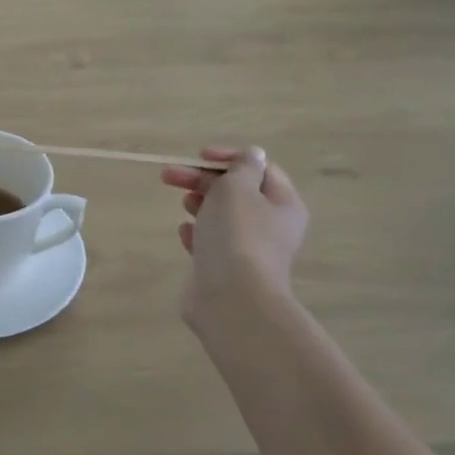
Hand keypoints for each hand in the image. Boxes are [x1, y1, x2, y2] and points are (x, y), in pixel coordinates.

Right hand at [160, 146, 309, 342]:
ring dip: (200, 205)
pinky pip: (211, 243)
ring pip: (222, 217)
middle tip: (170, 176)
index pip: (260, 169)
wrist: (231, 298)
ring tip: (184, 205)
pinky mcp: (226, 270)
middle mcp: (271, 226)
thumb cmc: (237, 235)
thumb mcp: (238, 188)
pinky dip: (197, 234)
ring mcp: (249, 250)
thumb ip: (242, 167)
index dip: (230, 158)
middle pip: (237, 192)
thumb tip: (253, 156)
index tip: (198, 156)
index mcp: (283, 204)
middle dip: (204, 180)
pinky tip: (185, 234)